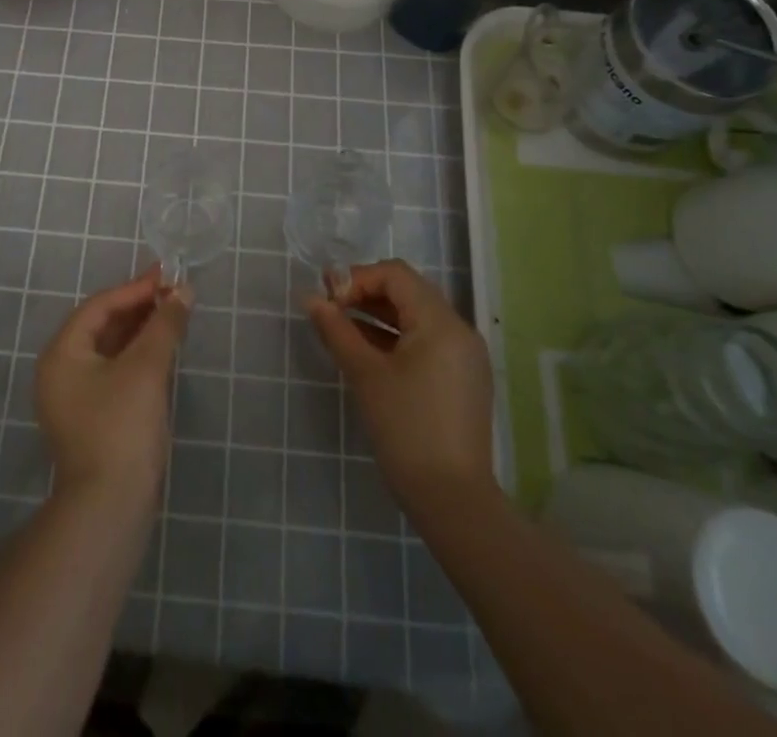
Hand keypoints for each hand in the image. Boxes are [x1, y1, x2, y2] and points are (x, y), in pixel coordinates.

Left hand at [36, 266, 191, 510]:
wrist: (110, 508)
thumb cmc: (121, 427)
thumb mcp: (146, 369)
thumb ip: (164, 325)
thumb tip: (184, 291)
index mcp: (62, 353)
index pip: (99, 307)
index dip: (135, 289)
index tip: (168, 277)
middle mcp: (61, 371)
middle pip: (103, 326)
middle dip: (139, 307)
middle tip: (174, 291)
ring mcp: (75, 398)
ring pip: (110, 350)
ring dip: (141, 331)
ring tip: (174, 314)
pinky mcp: (92, 419)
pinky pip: (115, 372)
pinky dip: (138, 357)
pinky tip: (163, 350)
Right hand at [307, 260, 494, 514]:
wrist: (452, 500)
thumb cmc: (406, 429)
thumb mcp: (365, 374)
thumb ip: (337, 330)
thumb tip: (311, 299)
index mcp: (441, 322)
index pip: (395, 275)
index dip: (357, 278)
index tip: (328, 300)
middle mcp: (459, 330)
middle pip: (408, 292)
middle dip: (365, 293)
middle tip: (330, 307)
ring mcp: (465, 356)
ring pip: (416, 317)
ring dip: (378, 315)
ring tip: (341, 327)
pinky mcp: (463, 379)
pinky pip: (426, 341)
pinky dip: (396, 338)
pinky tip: (367, 351)